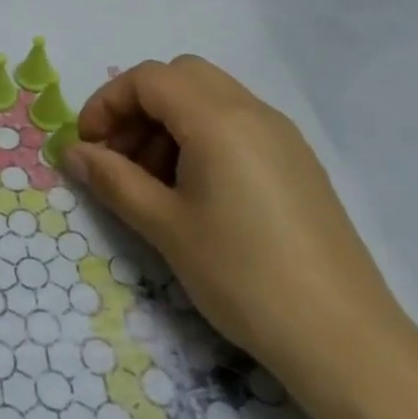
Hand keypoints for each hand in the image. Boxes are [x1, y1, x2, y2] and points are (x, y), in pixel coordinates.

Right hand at [61, 56, 409, 386]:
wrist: (346, 341)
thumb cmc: (243, 276)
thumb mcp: (165, 226)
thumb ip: (112, 180)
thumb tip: (72, 152)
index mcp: (218, 119)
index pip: (148, 79)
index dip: (107, 103)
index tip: (88, 145)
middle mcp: (253, 111)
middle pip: (180, 77)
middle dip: (139, 106)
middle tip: (119, 155)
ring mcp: (281, 136)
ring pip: (209, 98)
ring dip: (169, 122)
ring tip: (153, 181)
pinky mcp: (298, 163)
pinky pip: (237, 124)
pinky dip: (201, 137)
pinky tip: (195, 192)